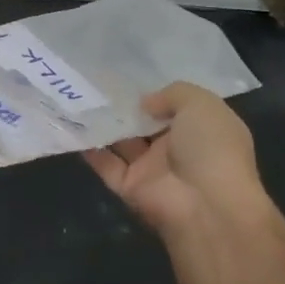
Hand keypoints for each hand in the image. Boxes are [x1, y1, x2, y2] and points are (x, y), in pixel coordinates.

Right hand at [84, 82, 269, 248]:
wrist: (207, 206)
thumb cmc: (211, 148)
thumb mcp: (201, 105)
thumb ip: (172, 94)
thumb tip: (145, 103)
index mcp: (201, 130)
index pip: (176, 109)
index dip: (155, 94)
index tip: (129, 78)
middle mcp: (177, 150)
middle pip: (145, 125)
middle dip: (125, 107)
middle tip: (96, 82)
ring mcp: (152, 170)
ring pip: (123, 143)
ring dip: (104, 124)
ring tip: (80, 98)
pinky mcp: (130, 188)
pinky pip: (106, 165)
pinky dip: (90, 149)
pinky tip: (73, 125)